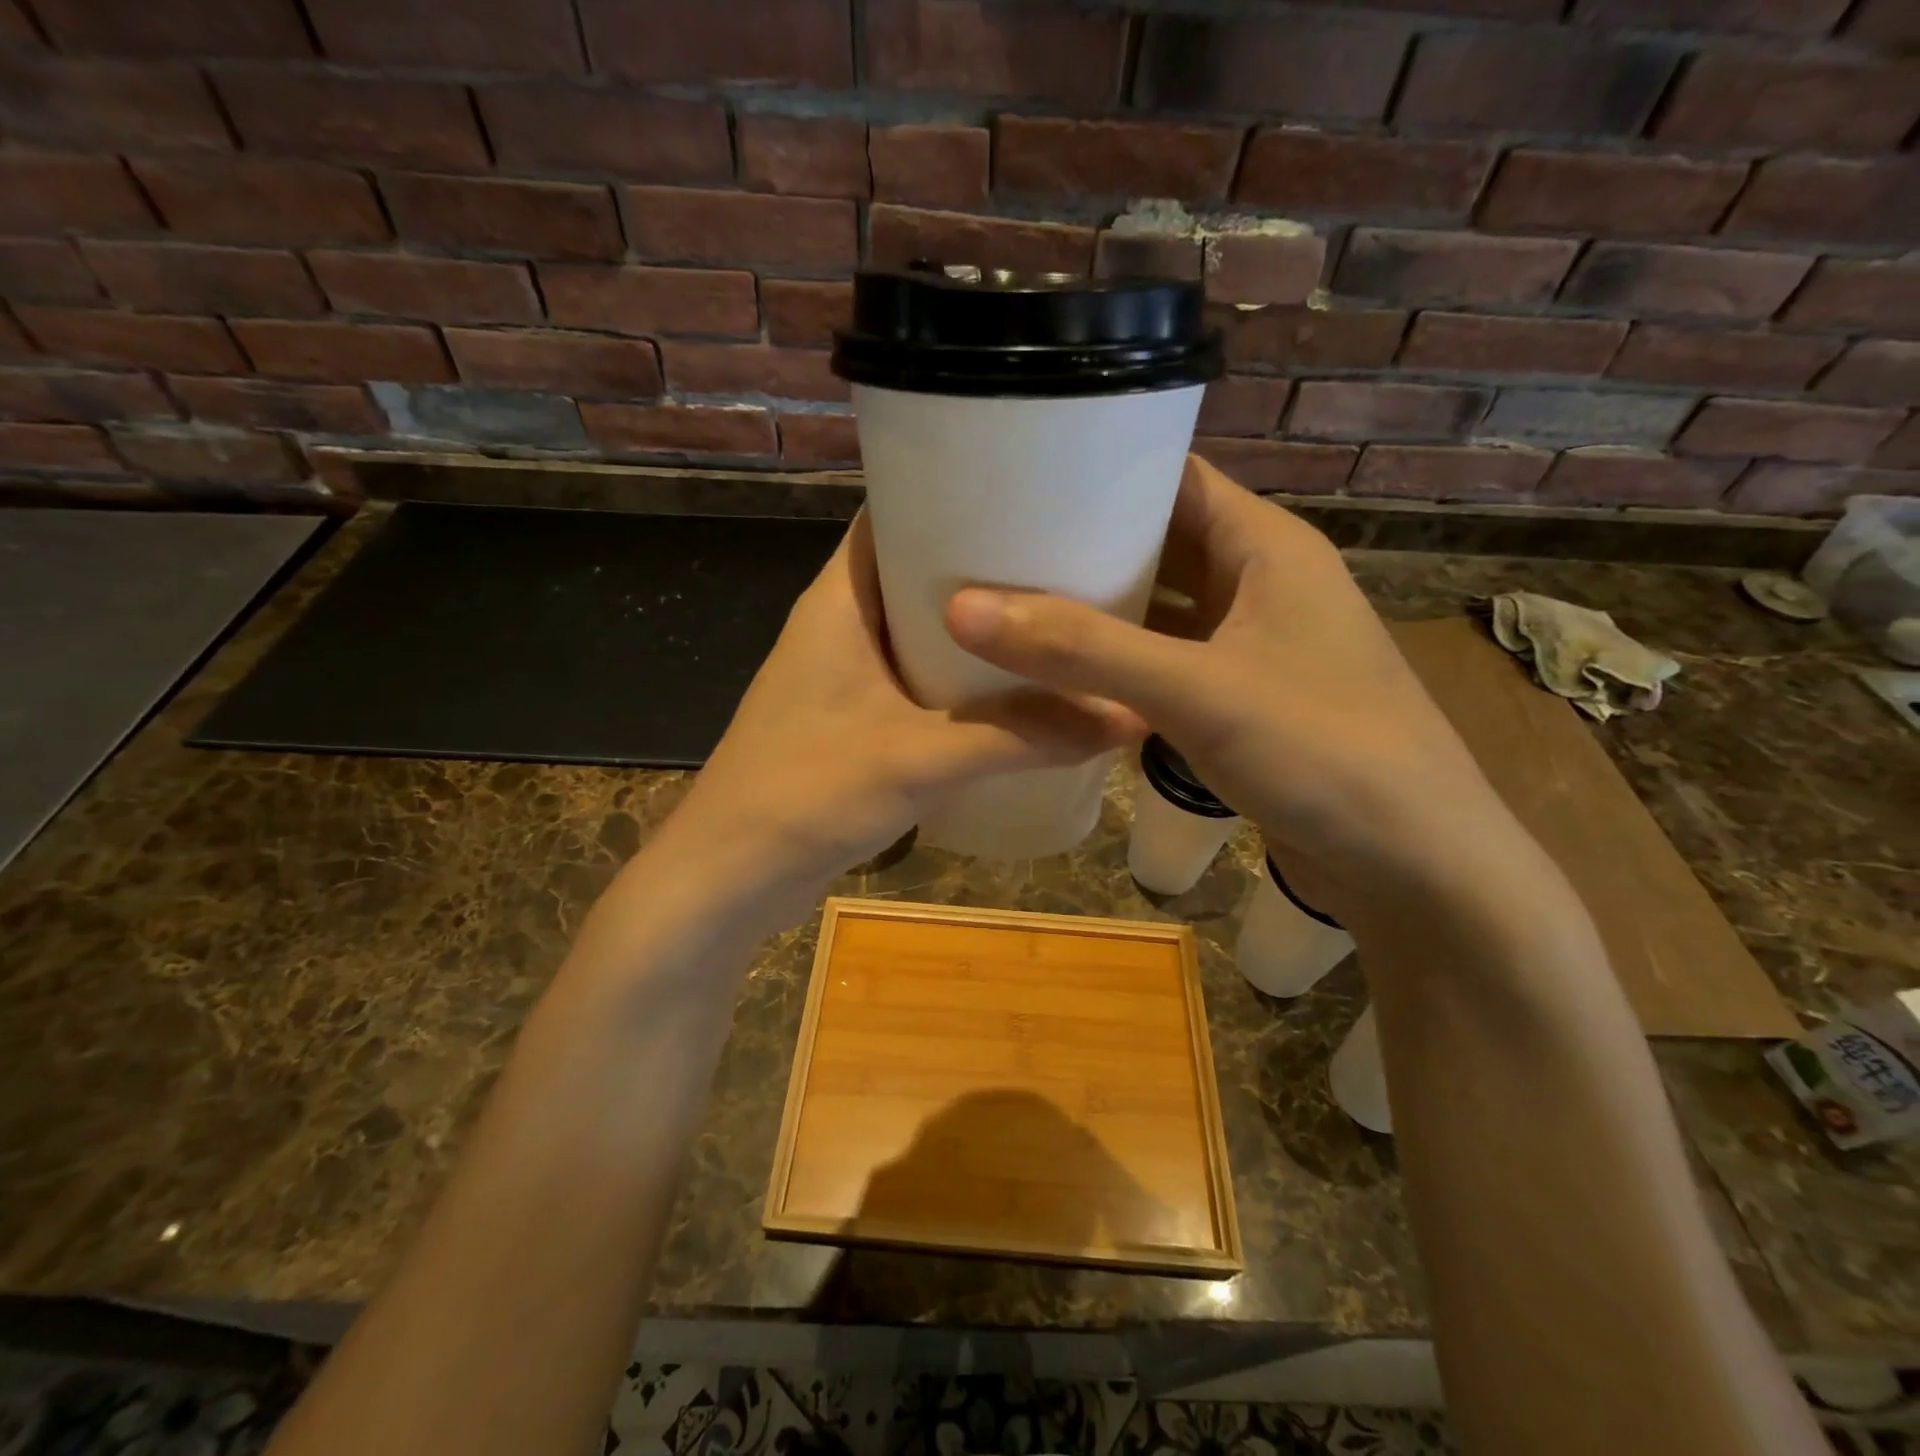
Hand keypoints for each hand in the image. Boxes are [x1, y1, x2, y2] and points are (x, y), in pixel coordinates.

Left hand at [664, 510, 1142, 902]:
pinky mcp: (856, 718)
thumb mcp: (920, 758)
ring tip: (1056, 614)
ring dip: (978, 628)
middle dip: (986, 564)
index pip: (895, 512)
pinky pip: (919, 677)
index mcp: (840, 599)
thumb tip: (1126, 715)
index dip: (956, 491)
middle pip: (919, 569)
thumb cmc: (807, 793)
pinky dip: (962, 677)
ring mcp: (847, 674)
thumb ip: (1020, 736)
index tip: (1033, 489)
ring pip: (923, 629)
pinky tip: (1016, 688)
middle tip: (1068, 556)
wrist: (731, 875)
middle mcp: (842, 624)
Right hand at [944, 455, 1503, 921]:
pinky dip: (1119, 665)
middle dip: (1084, 546)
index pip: (1172, 477)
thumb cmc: (1322, 751)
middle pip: (1159, 544)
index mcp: (1266, 545)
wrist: (1414, 865)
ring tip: (1010, 603)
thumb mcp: (1196, 690)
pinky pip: (1166, 663)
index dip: (1099, 473)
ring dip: (1098, 611)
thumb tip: (963, 608)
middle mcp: (1260, 583)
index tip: (1016, 479)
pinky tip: (1062, 674)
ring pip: (1160, 610)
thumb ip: (1082, 649)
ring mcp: (1252, 645)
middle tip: (993, 548)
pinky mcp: (1241, 700)